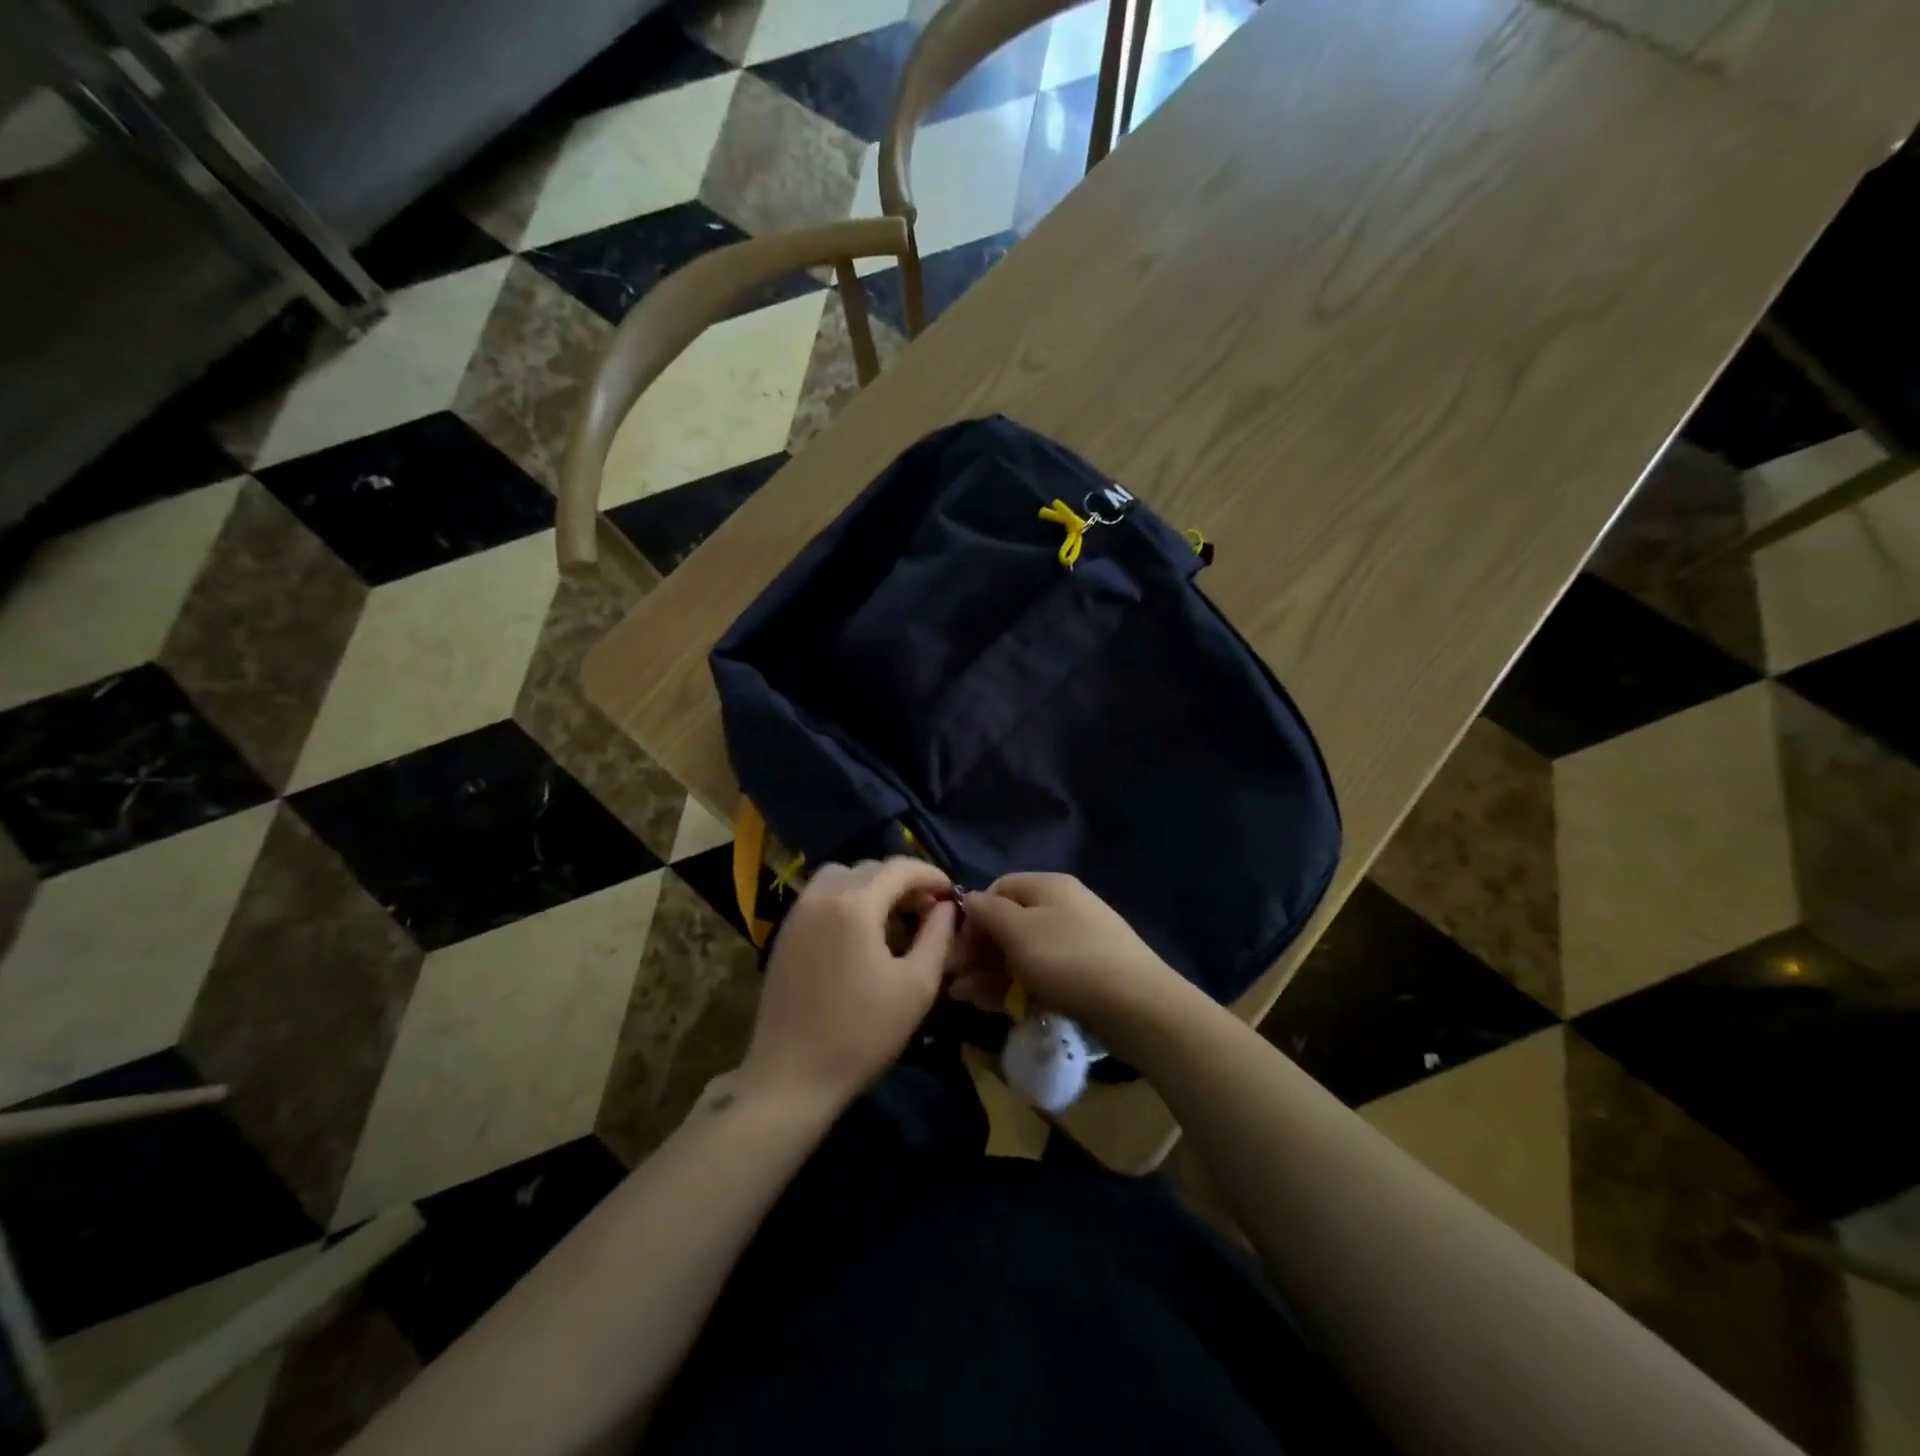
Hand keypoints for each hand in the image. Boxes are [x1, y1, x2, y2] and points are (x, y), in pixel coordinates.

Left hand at [738, 858, 956, 1115]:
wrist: (791, 1078)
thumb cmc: (861, 1034)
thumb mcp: (916, 986)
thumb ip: (937, 936)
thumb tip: (947, 907)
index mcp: (855, 904)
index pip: (899, 868)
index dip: (930, 874)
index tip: (952, 893)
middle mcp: (821, 896)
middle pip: (869, 868)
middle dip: (903, 881)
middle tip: (928, 909)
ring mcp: (797, 914)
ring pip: (841, 877)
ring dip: (871, 886)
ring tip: (893, 917)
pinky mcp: (783, 934)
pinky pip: (821, 897)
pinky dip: (846, 899)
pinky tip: (860, 933)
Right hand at [949, 873, 1191, 1064]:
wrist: (1138, 1006)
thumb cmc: (1069, 960)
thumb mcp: (1018, 931)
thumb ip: (987, 912)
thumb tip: (969, 901)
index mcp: (1048, 885)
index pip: (997, 889)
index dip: (972, 917)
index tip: (956, 950)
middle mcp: (1063, 905)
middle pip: (1009, 922)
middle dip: (978, 951)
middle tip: (955, 982)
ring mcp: (1077, 939)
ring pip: (1023, 951)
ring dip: (991, 972)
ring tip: (967, 1000)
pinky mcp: (1086, 972)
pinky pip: (1042, 972)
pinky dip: (1018, 985)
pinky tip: (999, 1005)